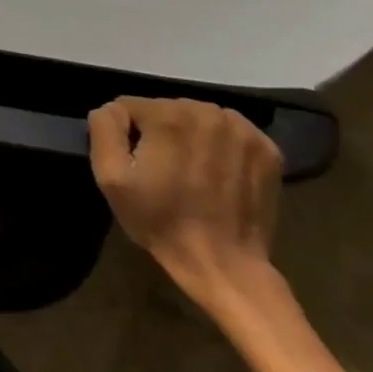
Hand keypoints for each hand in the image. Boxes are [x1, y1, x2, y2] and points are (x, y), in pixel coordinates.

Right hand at [88, 97, 284, 312]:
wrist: (224, 265)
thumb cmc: (160, 220)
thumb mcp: (110, 176)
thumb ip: (104, 128)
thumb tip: (113, 109)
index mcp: (169, 116)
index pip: (130, 106)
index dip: (127, 135)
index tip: (139, 165)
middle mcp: (208, 112)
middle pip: (166, 109)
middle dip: (161, 133)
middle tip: (164, 171)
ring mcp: (244, 131)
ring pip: (197, 117)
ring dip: (190, 137)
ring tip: (191, 172)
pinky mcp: (268, 149)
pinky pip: (229, 131)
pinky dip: (220, 145)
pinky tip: (218, 172)